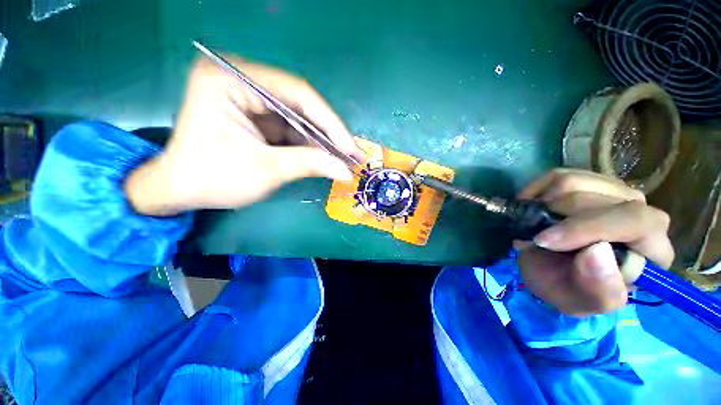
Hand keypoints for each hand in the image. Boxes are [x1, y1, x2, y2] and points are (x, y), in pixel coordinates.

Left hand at [125, 56, 365, 215]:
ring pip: (300, 117)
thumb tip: (346, 171)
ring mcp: (251, 98)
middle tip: (354, 153)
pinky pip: (292, 127)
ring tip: (346, 158)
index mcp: (231, 80)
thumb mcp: (265, 170)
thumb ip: (309, 165)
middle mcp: (242, 80)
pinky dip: (310, 144)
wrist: (181, 191)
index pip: (296, 93)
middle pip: (301, 103)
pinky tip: (327, 157)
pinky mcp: (257, 116)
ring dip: (323, 140)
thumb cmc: (213, 179)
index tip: (350, 147)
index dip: (330, 122)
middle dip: (329, 133)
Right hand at [516, 169, 673, 315]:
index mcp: (652, 251)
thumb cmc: (568, 289)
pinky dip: (536, 190)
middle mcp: (642, 214)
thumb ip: (598, 289)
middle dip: (556, 218)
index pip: (636, 222)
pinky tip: (532, 207)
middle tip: (532, 237)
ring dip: (543, 204)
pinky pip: (558, 175)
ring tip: (533, 224)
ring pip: (575, 182)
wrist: (552, 270)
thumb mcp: (579, 302)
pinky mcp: (588, 182)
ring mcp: (614, 193)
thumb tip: (597, 252)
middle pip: (600, 198)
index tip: (544, 241)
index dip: (587, 227)